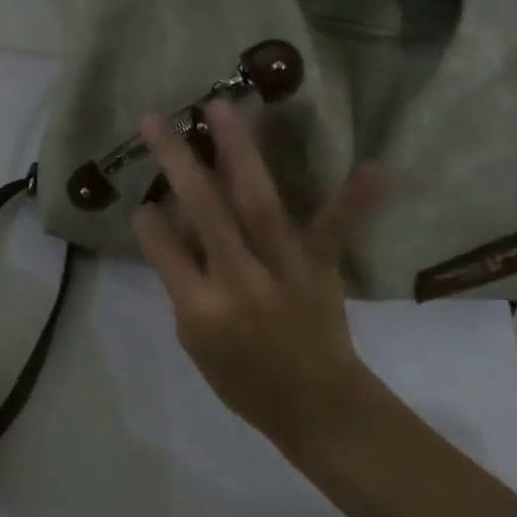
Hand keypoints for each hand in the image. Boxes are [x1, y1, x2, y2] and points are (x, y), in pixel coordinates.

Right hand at [131, 100, 383, 449]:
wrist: (316, 408)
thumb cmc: (244, 381)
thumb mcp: (195, 343)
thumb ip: (182, 284)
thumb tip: (174, 227)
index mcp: (201, 309)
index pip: (163, 251)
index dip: (149, 222)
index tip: (141, 200)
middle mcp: (239, 283)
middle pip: (204, 213)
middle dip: (178, 163)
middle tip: (157, 120)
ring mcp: (284, 272)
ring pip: (257, 204)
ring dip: (239, 153)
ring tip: (223, 108)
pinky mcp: (322, 269)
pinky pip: (335, 232)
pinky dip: (355, 200)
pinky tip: (376, 167)